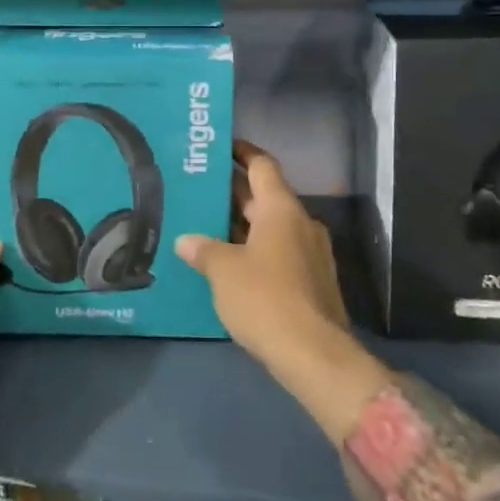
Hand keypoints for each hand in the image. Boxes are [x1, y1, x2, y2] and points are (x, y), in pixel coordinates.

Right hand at [176, 142, 391, 443]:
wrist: (313, 353)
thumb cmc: (264, 297)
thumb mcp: (223, 270)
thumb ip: (203, 249)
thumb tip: (186, 240)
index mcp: (281, 208)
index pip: (262, 165)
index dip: (242, 152)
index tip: (220, 147)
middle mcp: (300, 222)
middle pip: (265, 196)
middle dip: (234, 192)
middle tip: (200, 189)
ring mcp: (311, 253)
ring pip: (272, 226)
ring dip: (243, 224)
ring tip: (207, 226)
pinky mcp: (313, 281)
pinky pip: (280, 252)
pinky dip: (256, 250)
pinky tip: (230, 264)